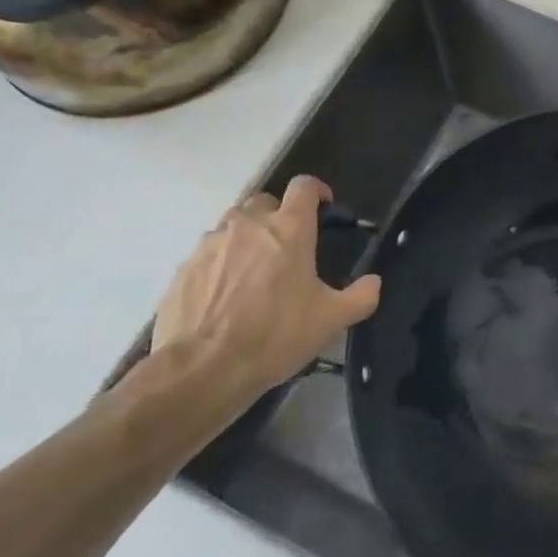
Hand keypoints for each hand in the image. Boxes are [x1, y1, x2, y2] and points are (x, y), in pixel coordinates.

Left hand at [149, 177, 380, 400]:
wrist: (201, 370)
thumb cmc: (275, 335)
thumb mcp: (331, 320)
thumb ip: (361, 296)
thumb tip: (373, 282)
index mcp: (289, 229)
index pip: (304, 186)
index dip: (317, 191)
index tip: (323, 207)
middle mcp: (248, 224)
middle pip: (265, 202)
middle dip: (277, 216)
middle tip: (287, 248)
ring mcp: (211, 244)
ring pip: (232, 225)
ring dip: (246, 238)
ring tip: (253, 272)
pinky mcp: (184, 268)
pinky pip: (207, 254)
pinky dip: (219, 264)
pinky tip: (224, 296)